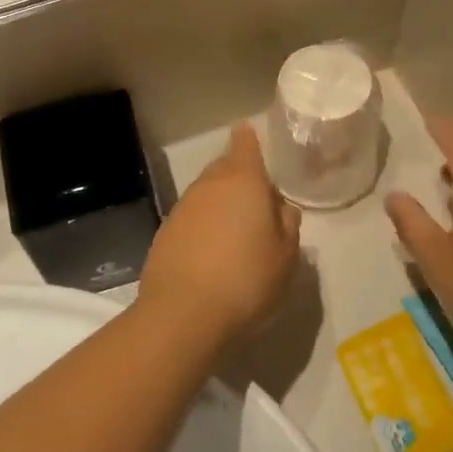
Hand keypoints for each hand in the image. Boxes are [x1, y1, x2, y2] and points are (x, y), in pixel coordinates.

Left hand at [140, 124, 301, 344]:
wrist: (183, 315)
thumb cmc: (247, 280)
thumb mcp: (286, 257)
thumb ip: (288, 226)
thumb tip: (282, 208)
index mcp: (244, 182)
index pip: (245, 145)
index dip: (249, 139)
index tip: (251, 136)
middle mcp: (209, 186)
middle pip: (224, 168)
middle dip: (239, 176)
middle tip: (258, 201)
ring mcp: (182, 209)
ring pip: (206, 194)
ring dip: (220, 204)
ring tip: (237, 232)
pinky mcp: (164, 234)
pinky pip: (191, 218)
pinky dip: (203, 226)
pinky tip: (212, 252)